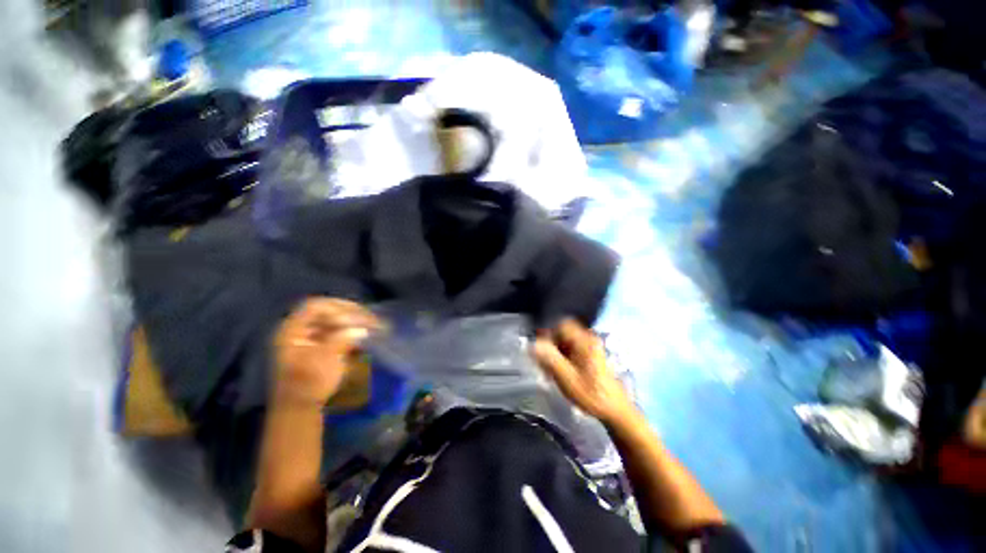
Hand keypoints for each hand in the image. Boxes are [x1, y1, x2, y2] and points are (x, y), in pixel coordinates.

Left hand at [273, 298, 383, 406]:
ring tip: (372, 325)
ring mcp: (310, 336)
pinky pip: (337, 329)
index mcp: (292, 330)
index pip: (316, 306)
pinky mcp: (320, 344)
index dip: (337, 308)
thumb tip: (362, 330)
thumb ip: (342, 341)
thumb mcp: (324, 362)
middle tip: (370, 319)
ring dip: (354, 320)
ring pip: (334, 319)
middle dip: (350, 313)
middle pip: (327, 310)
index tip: (355, 319)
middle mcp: (300, 328)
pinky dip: (351, 329)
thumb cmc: (307, 384)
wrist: (299, 409)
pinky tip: (364, 334)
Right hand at [533, 319, 635, 425]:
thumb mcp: (567, 378)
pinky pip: (570, 349)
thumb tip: (533, 344)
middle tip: (543, 363)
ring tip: (549, 371)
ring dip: (554, 353)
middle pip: (562, 333)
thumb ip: (550, 359)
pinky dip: (562, 358)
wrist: (615, 411)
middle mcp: (588, 339)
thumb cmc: (591, 395)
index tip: (540, 349)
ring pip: (564, 341)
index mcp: (584, 341)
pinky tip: (558, 372)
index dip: (548, 334)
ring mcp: (590, 347)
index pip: (561, 325)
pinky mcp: (589, 355)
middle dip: (550, 346)